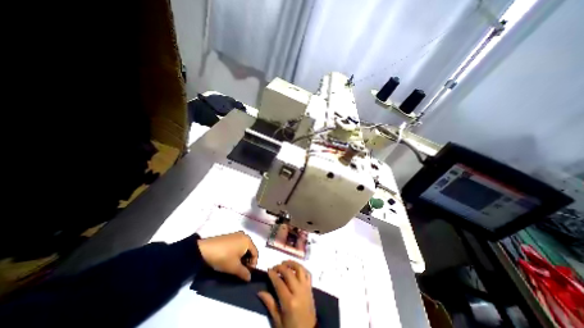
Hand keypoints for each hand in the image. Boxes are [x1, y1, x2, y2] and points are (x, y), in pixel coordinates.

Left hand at [198, 230, 256, 281]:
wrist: (205, 249)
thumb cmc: (223, 257)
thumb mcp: (234, 267)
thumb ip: (244, 273)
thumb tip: (249, 278)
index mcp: (248, 240)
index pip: (255, 253)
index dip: (253, 264)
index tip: (247, 273)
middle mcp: (244, 235)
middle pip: (249, 249)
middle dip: (247, 261)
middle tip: (241, 271)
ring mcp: (236, 235)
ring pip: (243, 247)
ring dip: (241, 257)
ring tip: (235, 266)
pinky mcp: (229, 236)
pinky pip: (237, 245)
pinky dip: (236, 252)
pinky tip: (230, 259)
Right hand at [258, 261, 317, 326]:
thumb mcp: (278, 321)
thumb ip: (270, 304)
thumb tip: (260, 292)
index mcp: (289, 302)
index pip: (279, 283)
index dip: (273, 275)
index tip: (268, 270)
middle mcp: (299, 292)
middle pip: (289, 273)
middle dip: (280, 267)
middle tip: (274, 267)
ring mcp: (306, 289)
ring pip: (300, 269)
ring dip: (292, 264)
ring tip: (285, 263)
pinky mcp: (311, 288)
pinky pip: (307, 273)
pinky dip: (301, 268)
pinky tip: (295, 268)